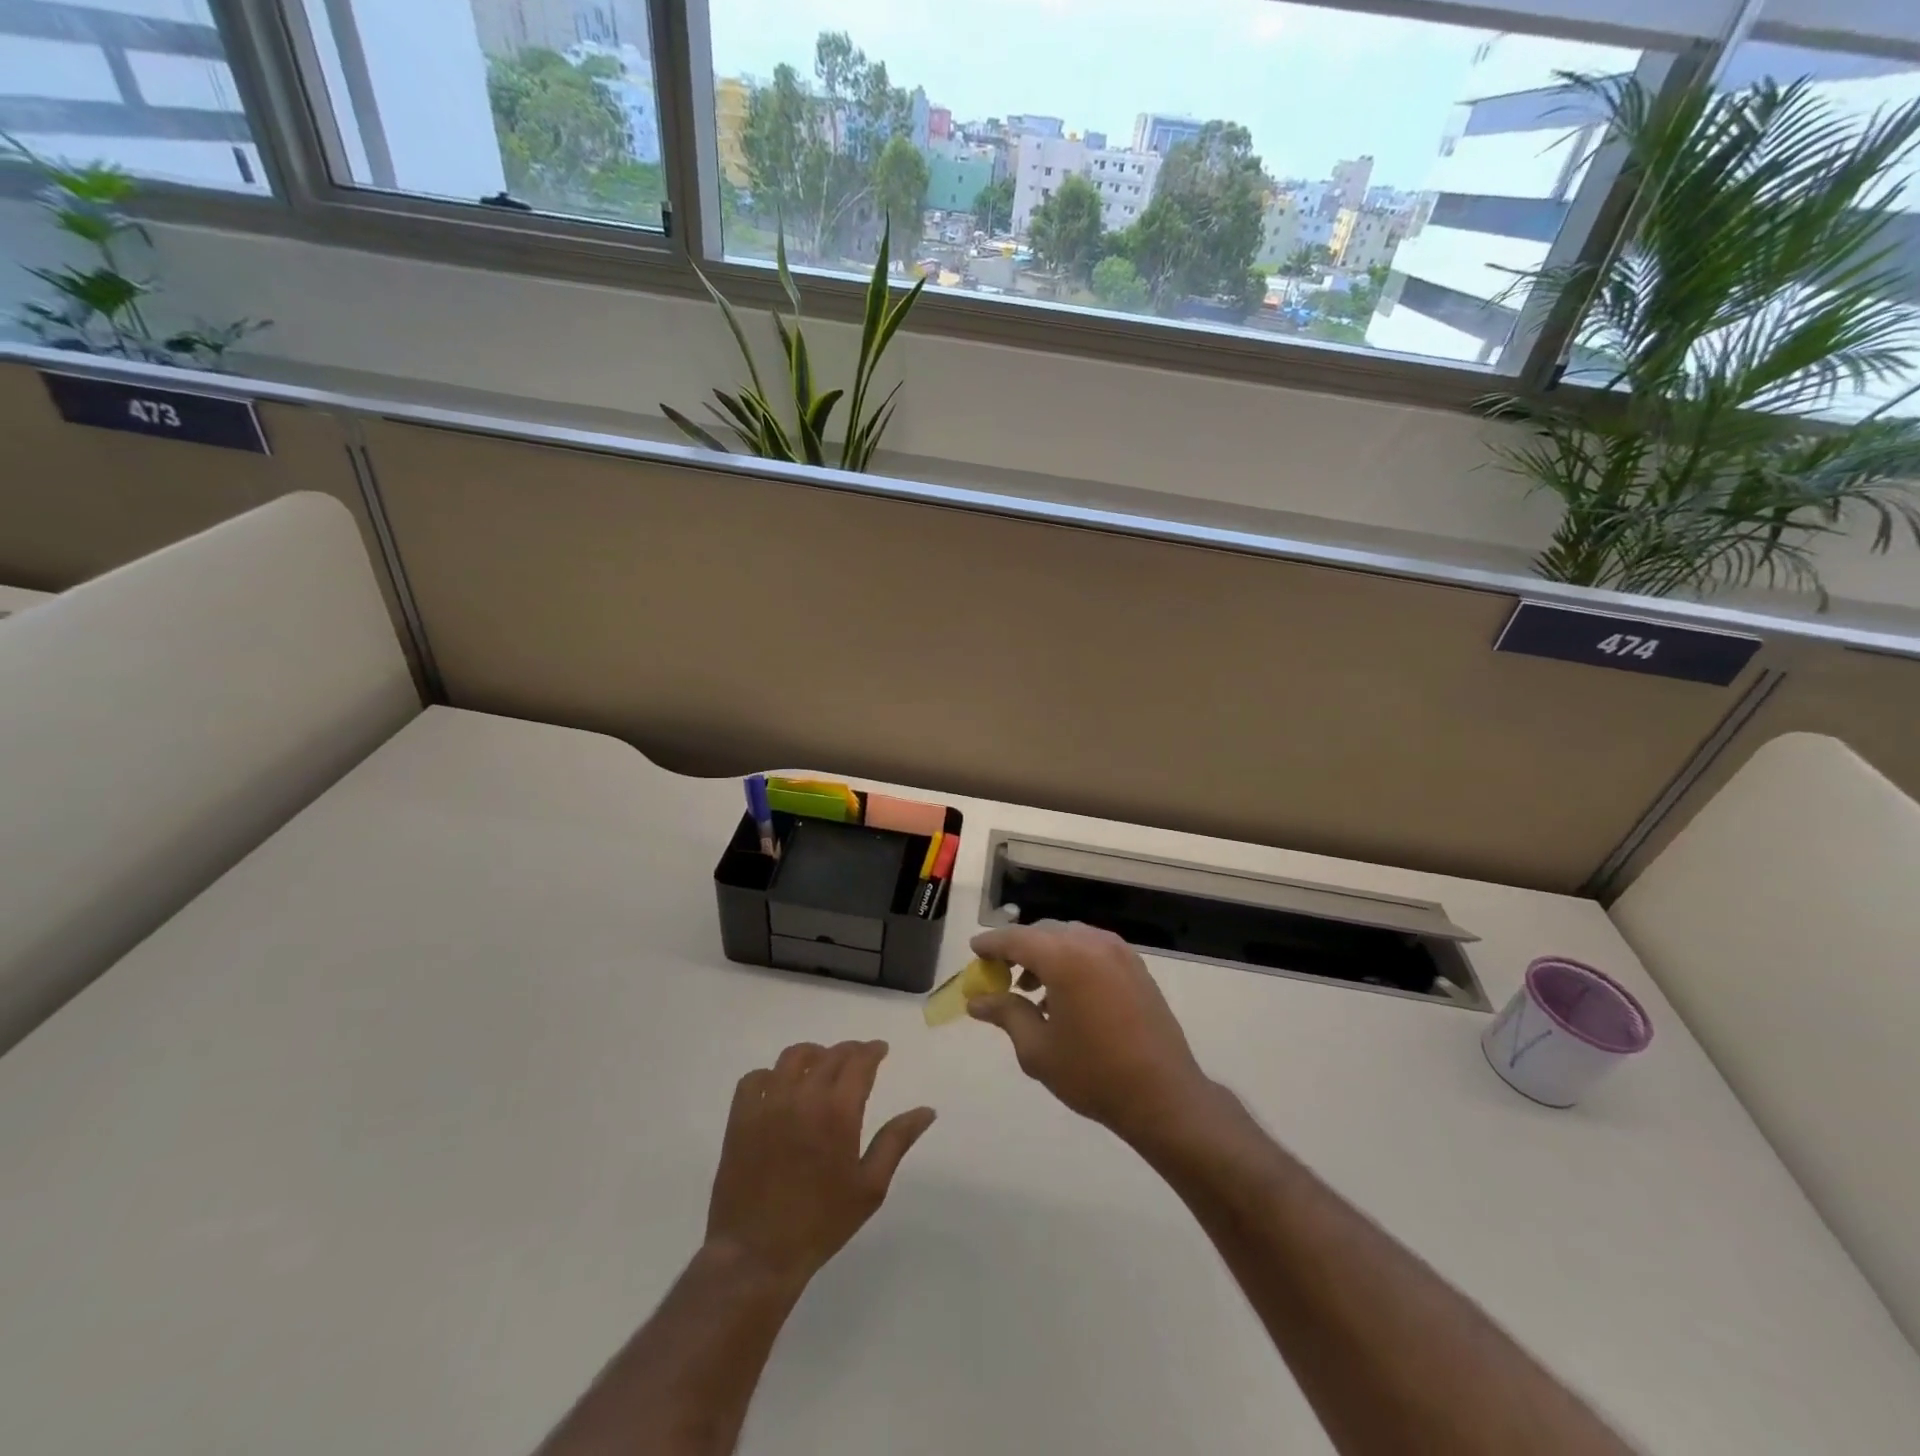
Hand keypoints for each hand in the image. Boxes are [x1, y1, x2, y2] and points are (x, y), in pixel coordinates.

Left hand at [705, 1040, 935, 1291]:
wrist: (758, 1254)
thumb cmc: (821, 1223)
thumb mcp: (870, 1187)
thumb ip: (897, 1140)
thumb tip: (927, 1110)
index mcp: (838, 1111)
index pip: (859, 1062)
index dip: (873, 1050)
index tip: (881, 1050)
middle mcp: (803, 1097)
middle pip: (830, 1055)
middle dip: (849, 1051)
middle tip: (858, 1058)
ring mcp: (768, 1103)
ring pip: (793, 1057)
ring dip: (814, 1054)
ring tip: (821, 1066)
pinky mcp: (740, 1116)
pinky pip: (755, 1077)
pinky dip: (772, 1074)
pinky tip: (780, 1087)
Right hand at [967, 922, 1215, 1145]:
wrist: (1163, 1095)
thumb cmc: (1093, 1074)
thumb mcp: (1038, 1049)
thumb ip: (1006, 1014)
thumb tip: (978, 1001)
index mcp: (1064, 957)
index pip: (1016, 938)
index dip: (991, 944)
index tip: (974, 951)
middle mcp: (1092, 943)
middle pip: (1043, 932)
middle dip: (1018, 948)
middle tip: (999, 975)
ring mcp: (1118, 952)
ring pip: (1069, 938)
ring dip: (1046, 954)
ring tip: (1031, 990)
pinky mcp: (1135, 966)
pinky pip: (1092, 950)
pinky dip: (1071, 960)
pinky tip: (1065, 995)